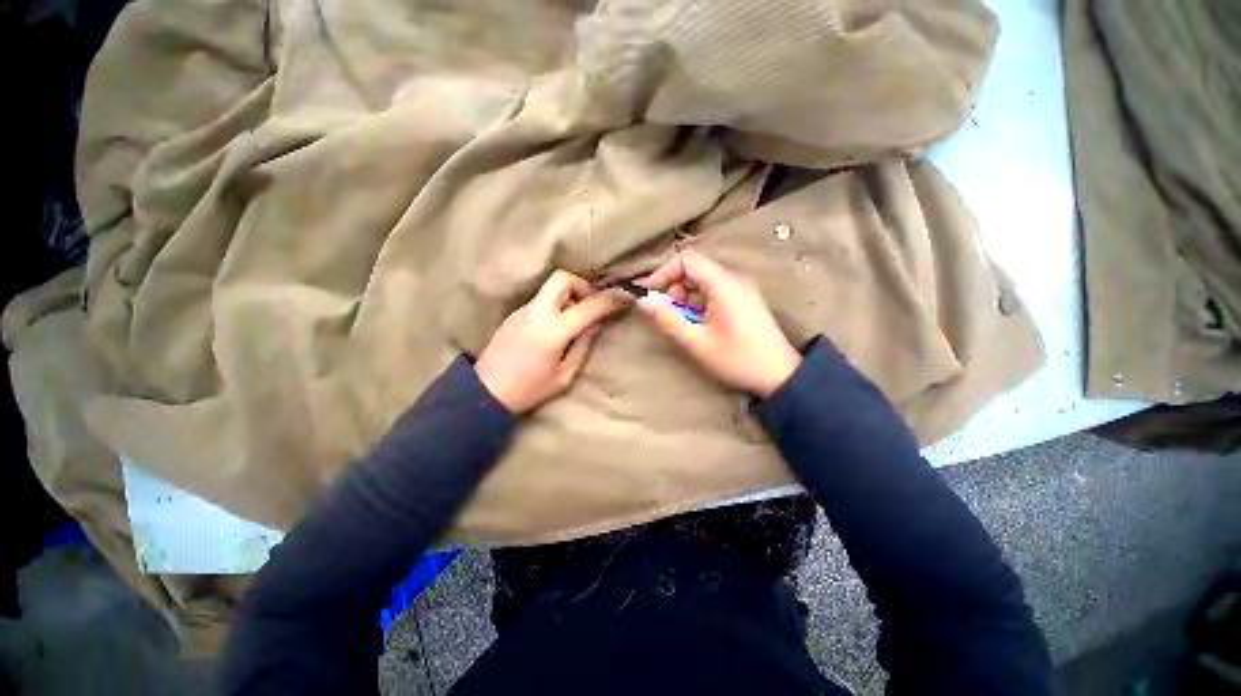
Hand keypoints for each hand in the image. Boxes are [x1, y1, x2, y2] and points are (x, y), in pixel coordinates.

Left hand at [475, 270, 624, 412]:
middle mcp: (537, 312)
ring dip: (568, 295)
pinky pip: (541, 299)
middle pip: (563, 278)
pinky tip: (556, 327)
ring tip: (573, 320)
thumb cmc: (530, 389)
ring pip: (551, 287)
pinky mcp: (515, 314)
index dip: (611, 299)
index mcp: (553, 331)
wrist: (486, 392)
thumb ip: (583, 345)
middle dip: (583, 286)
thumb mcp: (565, 375)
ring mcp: (523, 310)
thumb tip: (596, 324)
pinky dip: (555, 304)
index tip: (625, 297)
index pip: (589, 306)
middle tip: (589, 307)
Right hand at [638, 250, 800, 397]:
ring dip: (686, 294)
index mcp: (724, 285)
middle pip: (695, 267)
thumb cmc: (737, 359)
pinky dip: (699, 300)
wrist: (779, 375)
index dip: (664, 272)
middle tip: (669, 312)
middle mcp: (734, 279)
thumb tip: (643, 301)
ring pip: (703, 279)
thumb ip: (667, 319)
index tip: (651, 294)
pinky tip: (699, 322)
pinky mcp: (744, 299)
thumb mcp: (696, 342)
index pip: (687, 259)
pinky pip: (714, 289)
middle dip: (674, 286)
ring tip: (683, 320)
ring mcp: (741, 288)